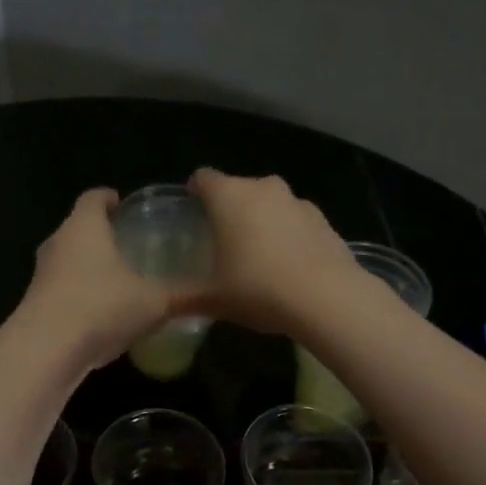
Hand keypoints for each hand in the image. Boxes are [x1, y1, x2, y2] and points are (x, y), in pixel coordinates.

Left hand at [17, 188, 173, 369]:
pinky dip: (81, 295)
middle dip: (102, 234)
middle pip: (79, 228)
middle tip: (130, 243)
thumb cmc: (102, 306)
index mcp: (84, 226)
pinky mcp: (35, 304)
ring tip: (119, 279)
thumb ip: (184, 294)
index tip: (124, 205)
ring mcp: (42, 274)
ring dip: (89, 267)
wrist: (47, 349)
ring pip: (69, 261)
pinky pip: (62, 290)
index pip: (94, 197)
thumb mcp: (154, 301)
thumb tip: (218, 293)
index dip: (109, 198)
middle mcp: (58, 243)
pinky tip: (102, 314)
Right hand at [181, 169, 365, 336]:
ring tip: (257, 255)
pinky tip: (288, 266)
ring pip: (270, 203)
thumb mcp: (214, 299)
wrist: (328, 299)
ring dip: (261, 220)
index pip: (204, 178)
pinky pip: (295, 221)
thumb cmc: (259, 289)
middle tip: (222, 241)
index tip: (192, 212)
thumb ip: (183, 299)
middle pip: (238, 188)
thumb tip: (158, 306)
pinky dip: (288, 234)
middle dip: (229, 209)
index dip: (195, 192)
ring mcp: (297, 202)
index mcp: (230, 196)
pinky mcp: (324, 220)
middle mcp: (263, 188)